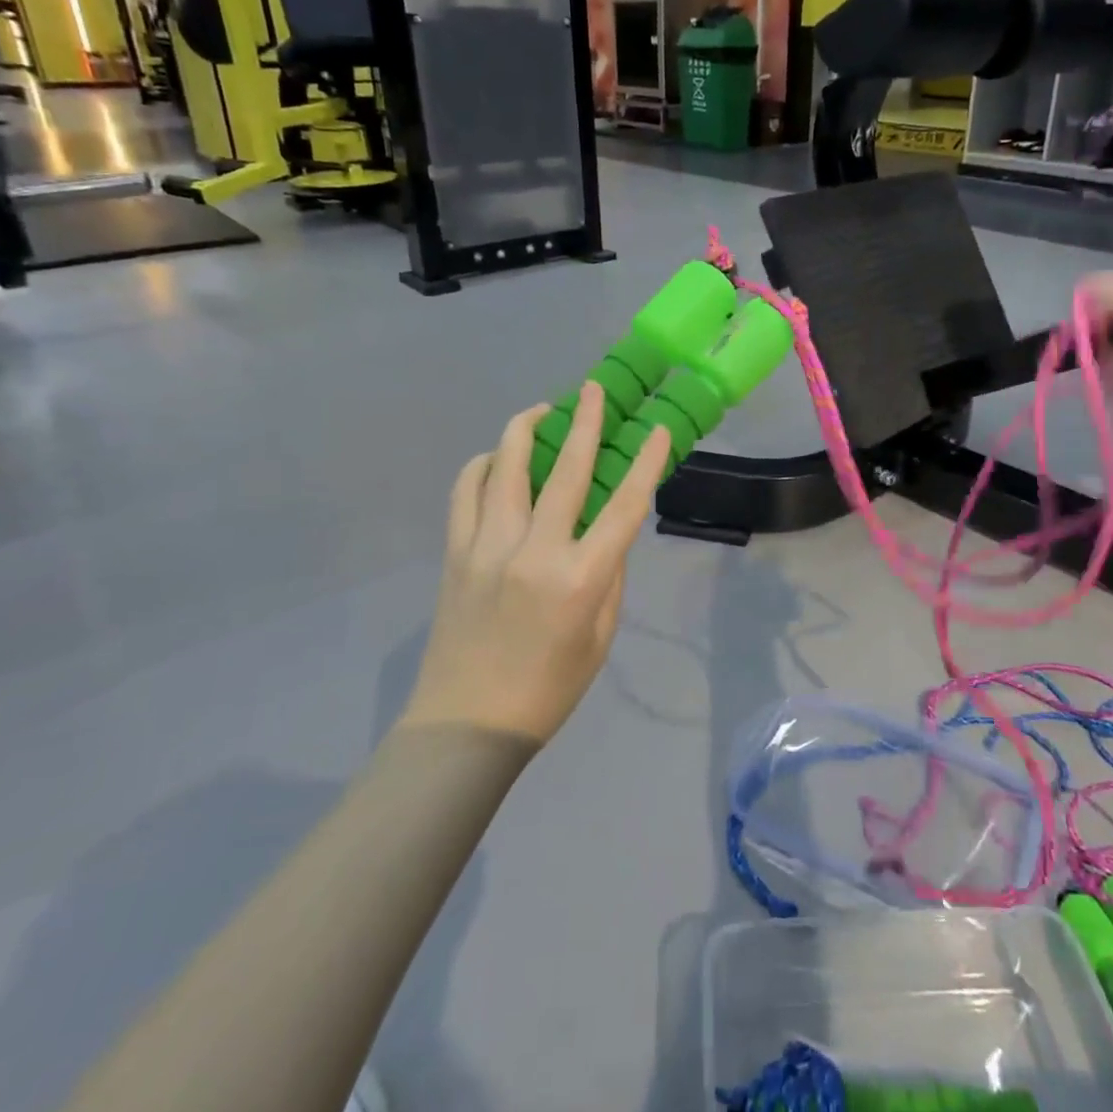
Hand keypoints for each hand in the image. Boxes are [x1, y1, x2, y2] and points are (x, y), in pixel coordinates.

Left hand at [403, 384, 672, 744]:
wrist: (467, 722)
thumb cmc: (549, 689)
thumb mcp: (600, 636)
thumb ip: (609, 575)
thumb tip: (607, 531)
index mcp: (581, 579)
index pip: (624, 506)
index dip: (645, 463)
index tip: (656, 429)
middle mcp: (534, 551)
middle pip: (565, 470)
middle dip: (584, 421)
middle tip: (593, 389)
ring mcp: (487, 546)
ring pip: (505, 466)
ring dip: (526, 429)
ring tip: (543, 412)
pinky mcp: (456, 551)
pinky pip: (466, 490)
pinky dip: (484, 465)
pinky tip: (497, 460)